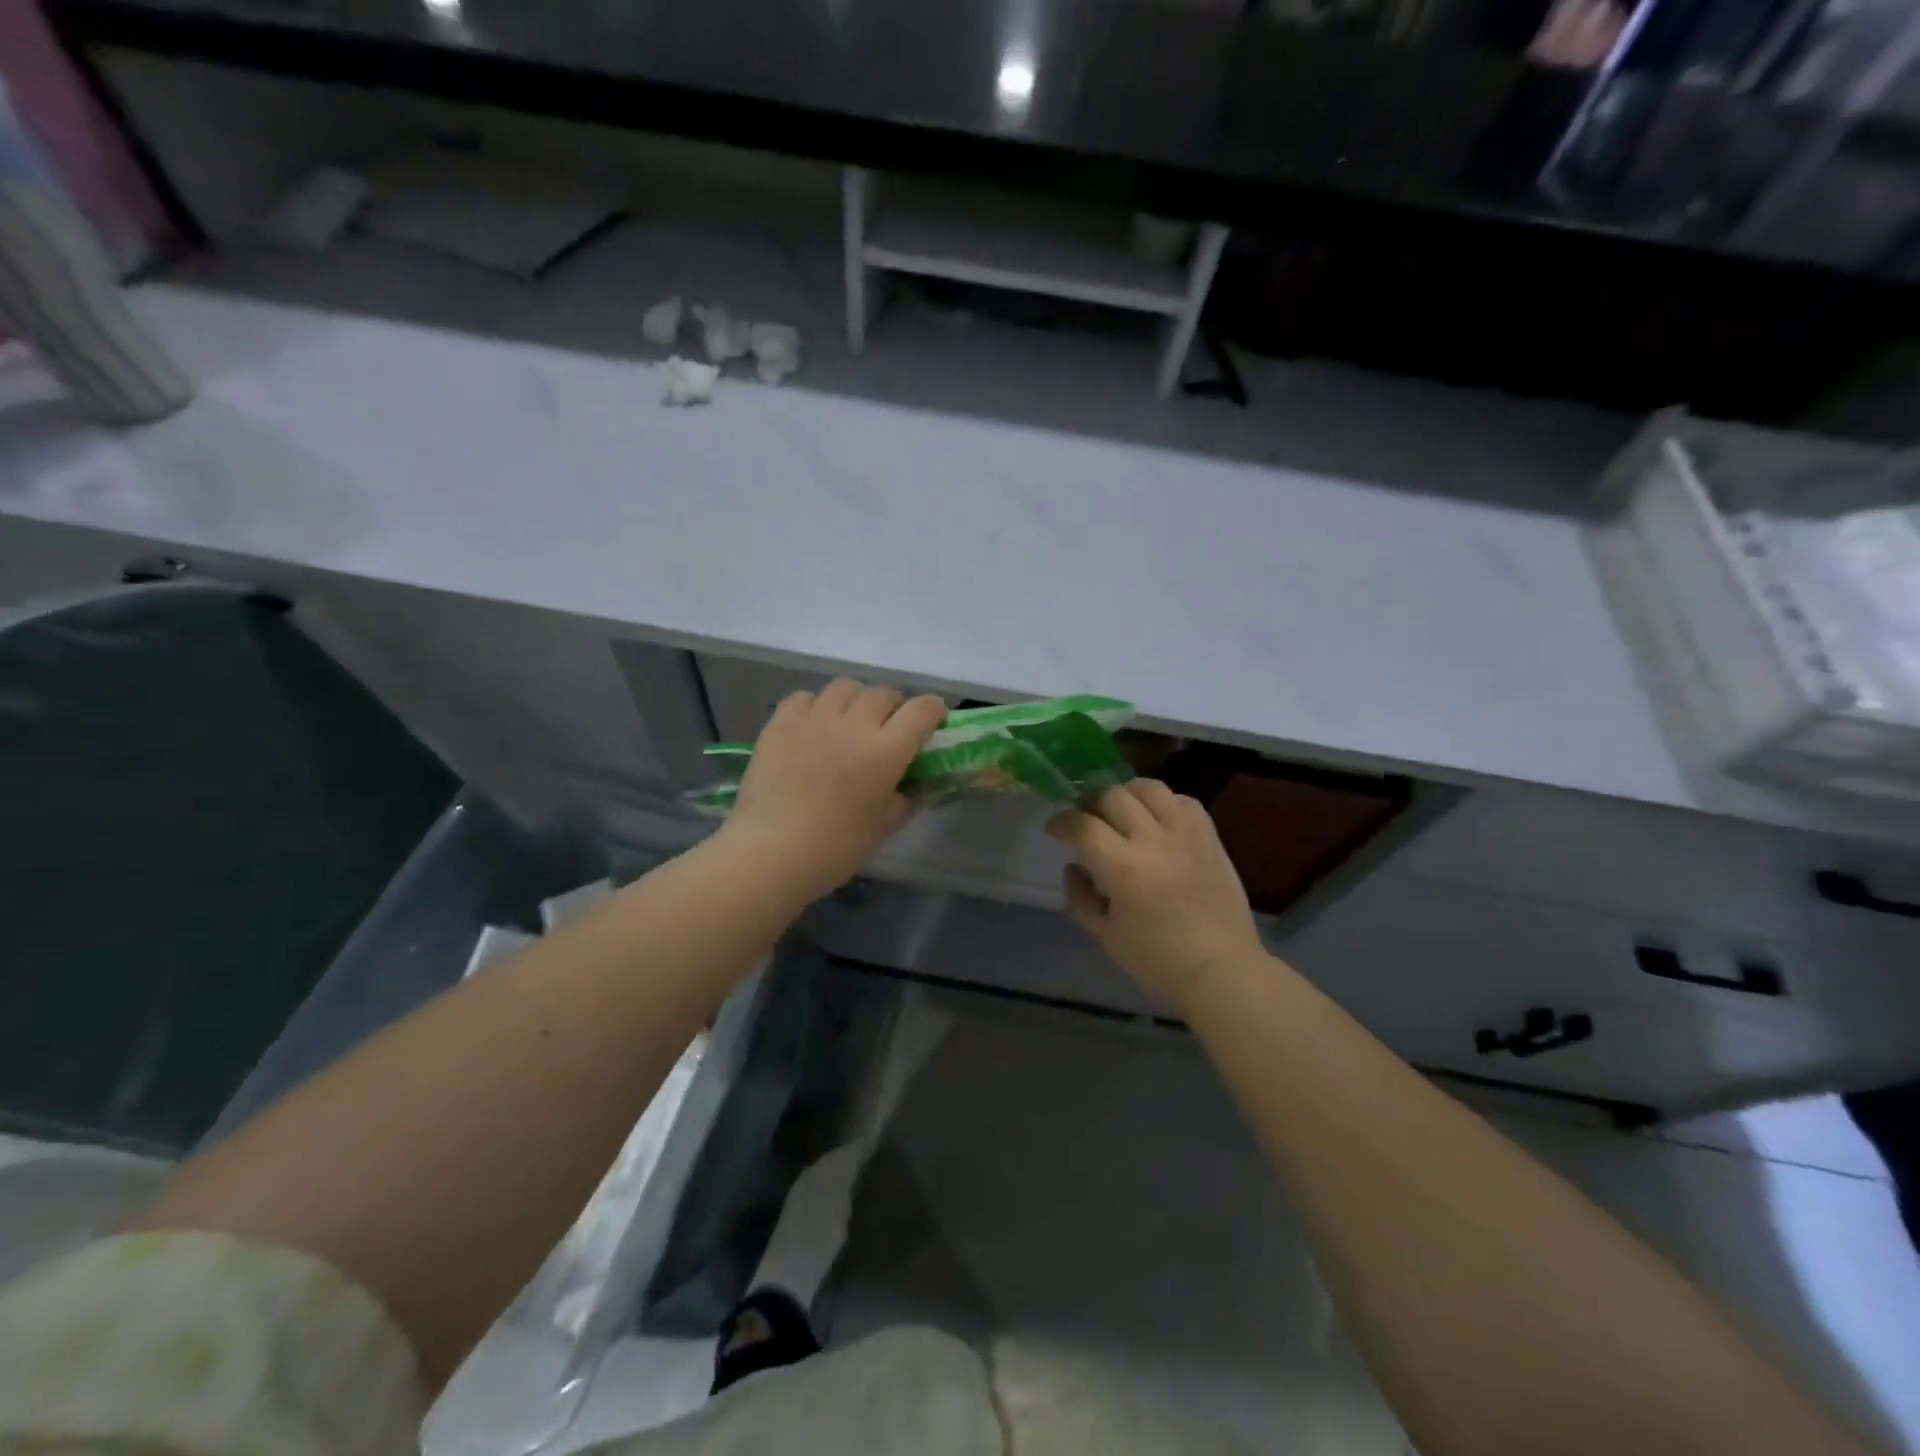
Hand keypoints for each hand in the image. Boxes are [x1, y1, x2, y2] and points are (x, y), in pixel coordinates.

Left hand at [724, 678, 946, 899]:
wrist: (771, 851)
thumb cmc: (835, 847)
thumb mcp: (882, 827)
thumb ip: (900, 799)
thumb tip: (904, 786)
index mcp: (888, 750)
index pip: (922, 710)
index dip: (933, 711)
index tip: (933, 722)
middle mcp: (855, 723)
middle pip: (883, 694)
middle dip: (893, 707)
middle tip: (887, 729)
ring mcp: (815, 718)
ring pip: (845, 687)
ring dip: (855, 701)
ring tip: (848, 721)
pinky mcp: (781, 722)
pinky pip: (805, 698)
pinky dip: (815, 706)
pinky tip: (812, 727)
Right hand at [1046, 780, 1263, 1010]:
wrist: (1222, 970)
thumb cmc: (1158, 961)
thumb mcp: (1105, 936)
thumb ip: (1080, 897)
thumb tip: (1073, 866)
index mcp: (1123, 867)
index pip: (1082, 825)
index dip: (1062, 822)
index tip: (1055, 829)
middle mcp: (1153, 840)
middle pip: (1112, 796)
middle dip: (1090, 804)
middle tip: (1085, 820)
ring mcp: (1186, 834)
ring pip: (1149, 788)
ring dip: (1126, 794)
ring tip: (1121, 810)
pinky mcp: (1210, 837)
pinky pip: (1183, 801)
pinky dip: (1164, 802)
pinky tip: (1157, 819)